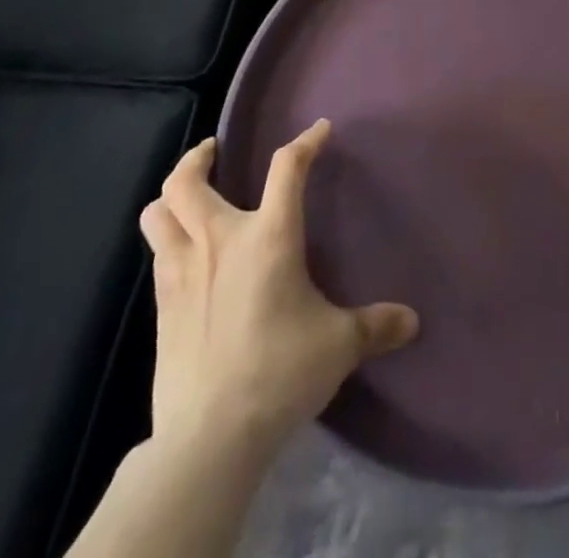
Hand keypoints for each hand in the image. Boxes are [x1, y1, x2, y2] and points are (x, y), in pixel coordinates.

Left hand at [139, 122, 418, 453]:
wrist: (209, 437)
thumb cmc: (280, 371)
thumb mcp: (339, 345)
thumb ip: (376, 326)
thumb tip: (413, 321)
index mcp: (268, 236)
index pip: (287, 168)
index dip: (305, 142)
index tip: (319, 130)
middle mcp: (219, 242)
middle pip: (188, 182)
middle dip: (199, 158)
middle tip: (214, 151)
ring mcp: (182, 273)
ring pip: (157, 214)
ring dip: (171, 198)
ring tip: (189, 198)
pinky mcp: (161, 308)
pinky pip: (156, 255)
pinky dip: (167, 241)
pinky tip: (186, 256)